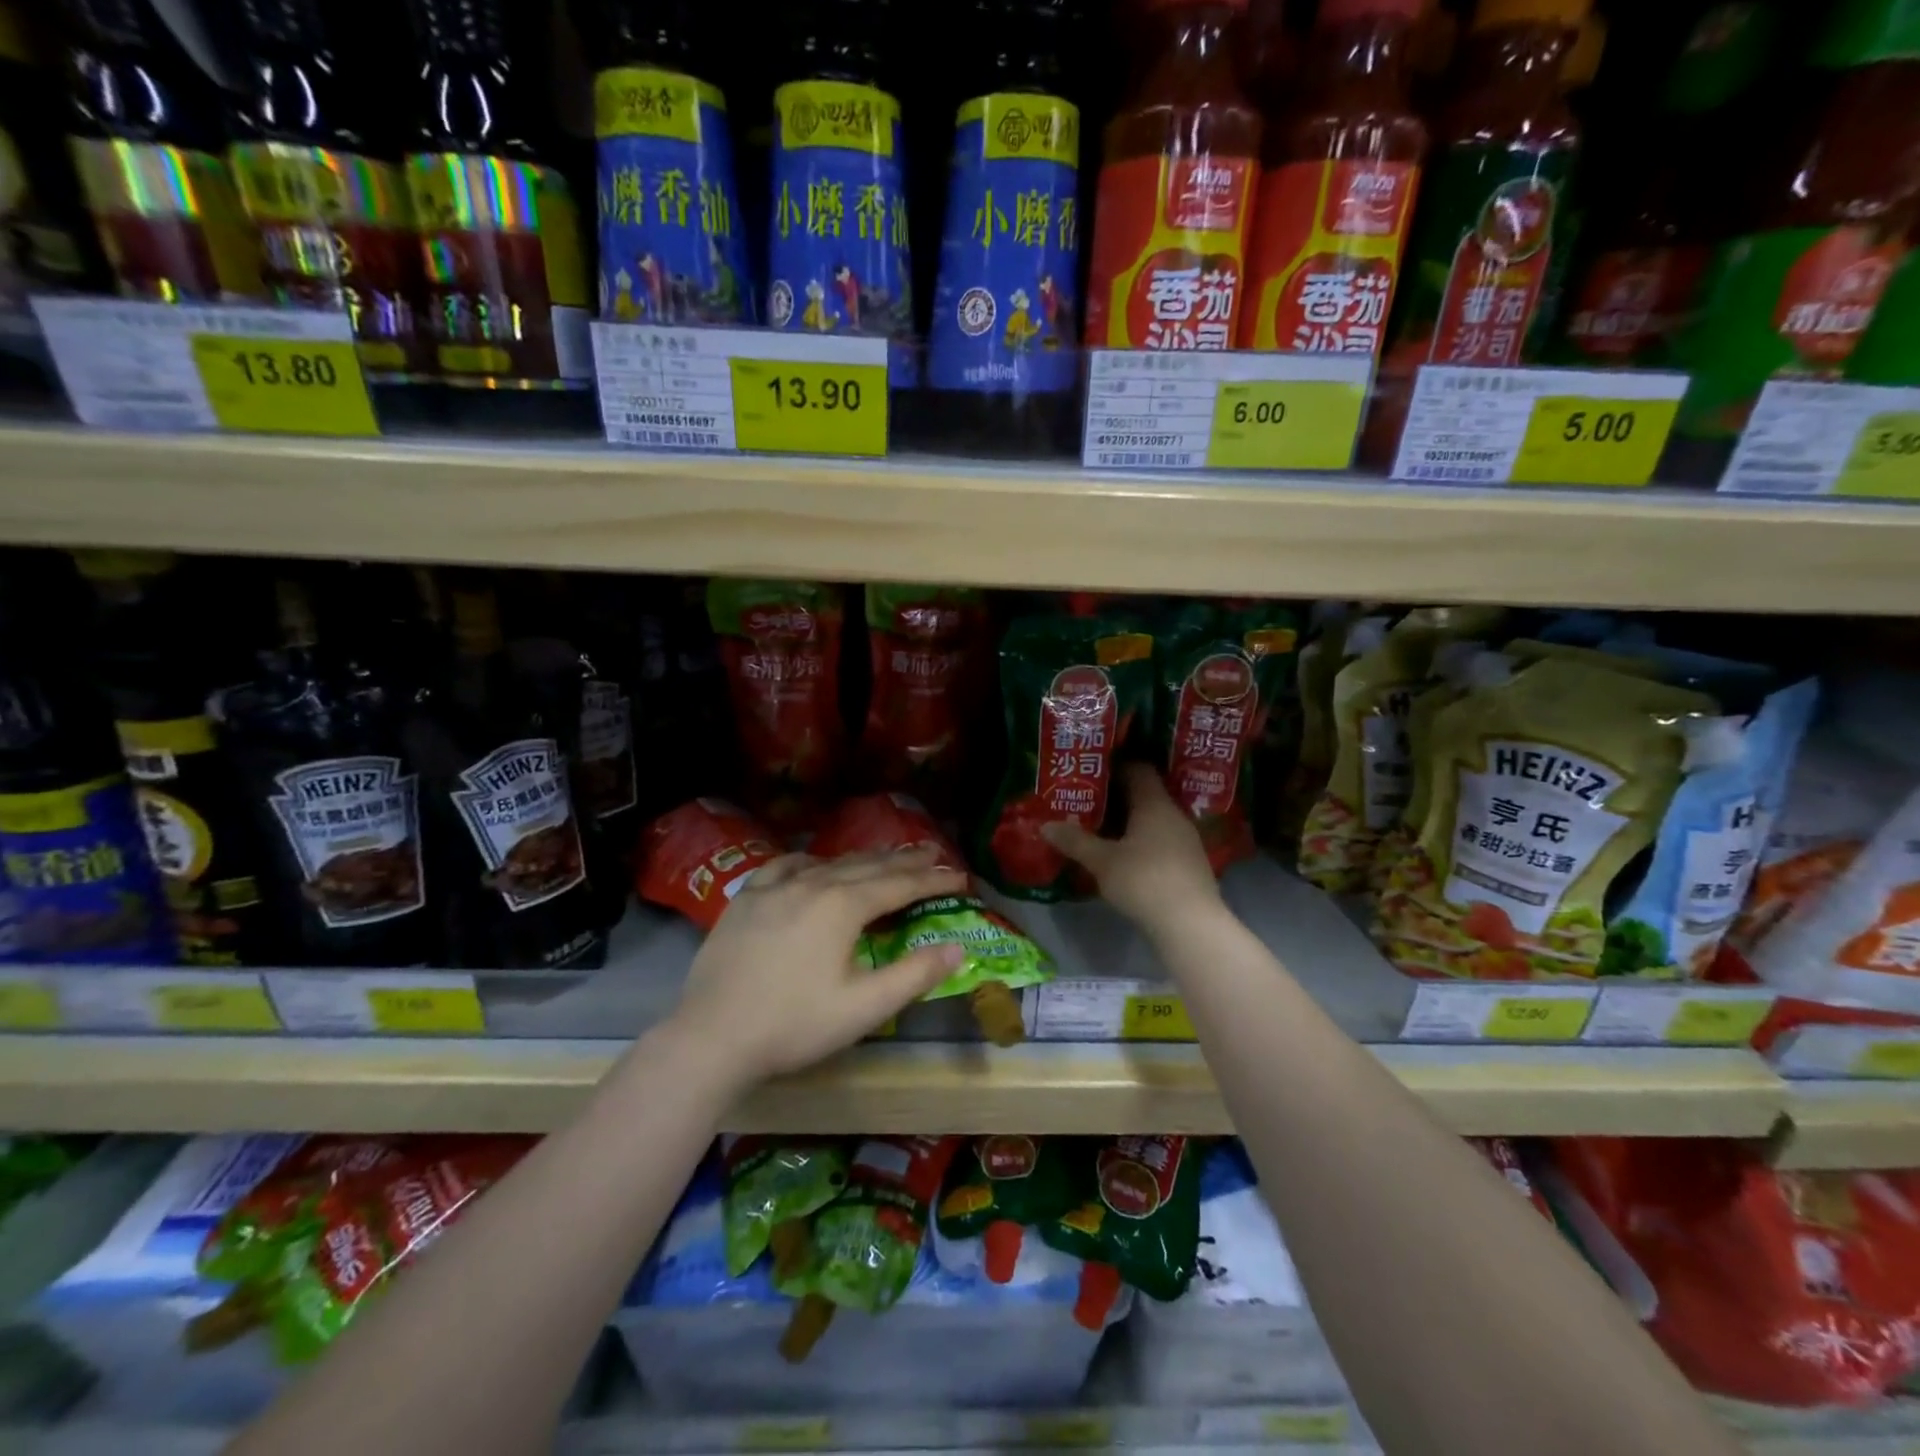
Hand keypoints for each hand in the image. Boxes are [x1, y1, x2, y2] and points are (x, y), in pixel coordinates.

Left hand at [669, 846, 968, 1084]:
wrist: (711, 1037)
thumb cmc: (794, 1025)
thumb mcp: (864, 1007)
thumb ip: (914, 975)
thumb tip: (956, 948)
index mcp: (843, 907)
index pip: (899, 885)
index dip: (932, 880)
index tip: (959, 876)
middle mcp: (812, 884)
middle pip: (868, 866)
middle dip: (904, 860)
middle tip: (932, 853)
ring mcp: (774, 888)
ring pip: (829, 863)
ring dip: (863, 859)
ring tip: (884, 856)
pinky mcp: (746, 899)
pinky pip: (785, 867)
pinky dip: (809, 862)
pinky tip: (812, 864)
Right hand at [1042, 764, 1222, 934]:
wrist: (1190, 925)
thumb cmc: (1144, 881)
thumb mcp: (1102, 861)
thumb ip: (1074, 841)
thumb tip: (1046, 825)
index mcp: (1155, 804)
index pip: (1138, 769)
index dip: (1115, 766)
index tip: (1091, 771)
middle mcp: (1174, 815)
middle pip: (1145, 795)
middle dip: (1117, 797)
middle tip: (1087, 800)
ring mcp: (1186, 841)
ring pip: (1153, 820)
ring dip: (1129, 822)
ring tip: (1100, 828)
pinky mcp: (1189, 864)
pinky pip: (1160, 841)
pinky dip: (1141, 842)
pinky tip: (1123, 856)